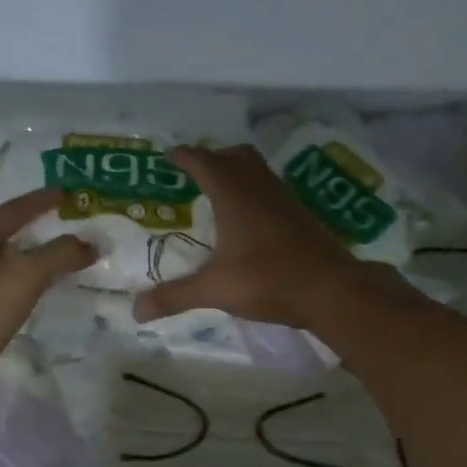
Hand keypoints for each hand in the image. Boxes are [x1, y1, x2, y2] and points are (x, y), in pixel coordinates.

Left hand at [0, 187, 94, 380]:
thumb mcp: (26, 277)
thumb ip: (60, 255)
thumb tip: (91, 243)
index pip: (10, 212)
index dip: (39, 202)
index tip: (64, 194)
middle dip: (26, 231)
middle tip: (55, 229)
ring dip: (15, 261)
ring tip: (40, 265)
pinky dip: (5, 287)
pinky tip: (14, 299)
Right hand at [132, 144, 380, 329]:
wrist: (330, 289)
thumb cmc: (268, 279)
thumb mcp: (215, 289)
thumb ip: (175, 296)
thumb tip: (136, 311)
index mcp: (233, 194)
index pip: (203, 162)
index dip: (184, 157)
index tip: (168, 156)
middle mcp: (259, 187)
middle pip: (235, 156)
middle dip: (213, 158)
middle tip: (194, 174)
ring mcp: (284, 199)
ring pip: (257, 170)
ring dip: (237, 173)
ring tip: (217, 195)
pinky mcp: (300, 215)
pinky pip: (271, 190)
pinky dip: (254, 193)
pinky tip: (248, 221)